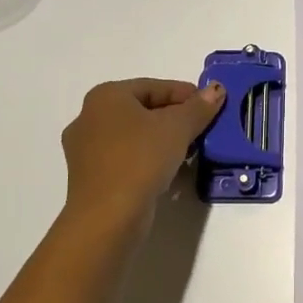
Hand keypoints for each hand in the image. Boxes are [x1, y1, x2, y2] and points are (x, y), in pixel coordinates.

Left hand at [60, 78, 224, 229]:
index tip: (211, 105)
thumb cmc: (140, 159)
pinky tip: (168, 171)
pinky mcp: (90, 177)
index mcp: (105, 97)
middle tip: (203, 128)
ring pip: (133, 136)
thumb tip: (216, 88)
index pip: (153, 87)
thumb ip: (199, 106)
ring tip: (190, 151)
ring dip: (162, 140)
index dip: (186, 94)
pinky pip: (125, 158)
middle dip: (174, 118)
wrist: (107, 216)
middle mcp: (89, 117)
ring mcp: (85, 150)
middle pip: (142, 110)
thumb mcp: (177, 128)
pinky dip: (147, 159)